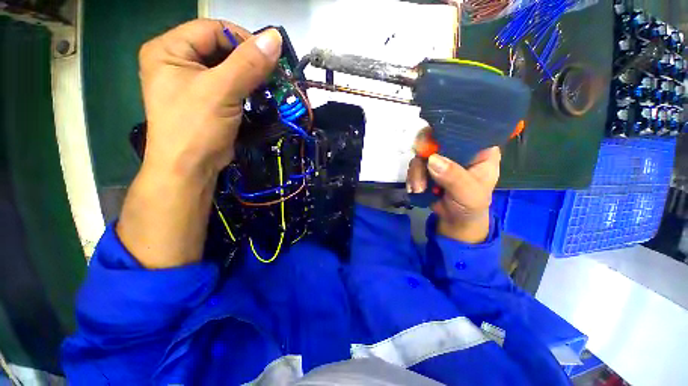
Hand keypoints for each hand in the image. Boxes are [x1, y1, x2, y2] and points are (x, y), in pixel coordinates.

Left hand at [117, 20, 282, 267]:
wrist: (190, 173)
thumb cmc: (194, 133)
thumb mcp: (220, 93)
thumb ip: (247, 64)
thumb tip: (275, 40)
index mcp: (170, 52)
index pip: (213, 30)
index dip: (242, 40)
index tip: (266, 59)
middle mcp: (178, 63)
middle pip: (223, 49)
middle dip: (250, 62)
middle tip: (272, 77)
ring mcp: (193, 85)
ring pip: (231, 70)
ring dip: (253, 79)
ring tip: (268, 93)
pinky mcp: (208, 104)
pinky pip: (233, 87)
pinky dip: (249, 92)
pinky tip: (259, 104)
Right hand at [407, 129, 500, 243]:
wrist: (455, 220)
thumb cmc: (471, 205)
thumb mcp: (469, 193)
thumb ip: (454, 177)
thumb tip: (431, 159)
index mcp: (479, 149)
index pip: (465, 128)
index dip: (448, 129)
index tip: (433, 142)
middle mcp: (459, 149)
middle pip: (437, 137)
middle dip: (425, 154)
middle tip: (420, 168)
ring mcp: (441, 157)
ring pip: (422, 153)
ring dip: (416, 172)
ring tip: (419, 189)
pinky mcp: (427, 167)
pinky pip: (415, 165)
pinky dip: (412, 177)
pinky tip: (415, 189)